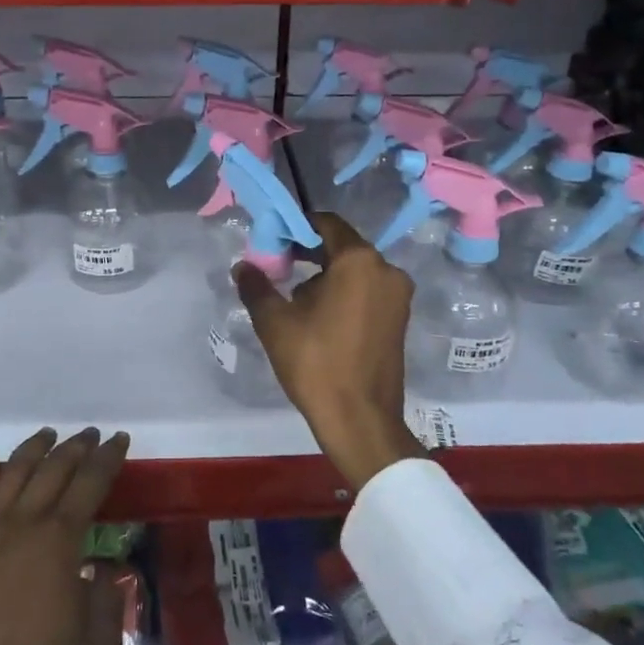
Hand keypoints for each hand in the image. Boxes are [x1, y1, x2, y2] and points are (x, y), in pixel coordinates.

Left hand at [0, 427, 130, 644]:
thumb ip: (106, 598)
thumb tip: (99, 572)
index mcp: (60, 541)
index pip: (90, 483)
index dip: (108, 458)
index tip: (120, 439)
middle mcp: (23, 525)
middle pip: (52, 470)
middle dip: (76, 448)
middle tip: (92, 435)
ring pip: (13, 473)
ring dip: (34, 449)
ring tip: (50, 435)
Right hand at [235, 212, 423, 489]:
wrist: (360, 420)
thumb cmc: (316, 363)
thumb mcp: (275, 322)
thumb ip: (256, 286)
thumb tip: (243, 267)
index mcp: (359, 261)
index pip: (326, 224)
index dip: (296, 228)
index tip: (273, 242)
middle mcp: (386, 270)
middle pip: (342, 246)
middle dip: (309, 253)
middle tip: (278, 269)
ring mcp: (398, 296)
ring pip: (356, 270)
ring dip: (326, 275)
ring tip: (295, 300)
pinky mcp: (400, 319)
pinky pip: (368, 290)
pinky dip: (345, 292)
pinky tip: (320, 316)